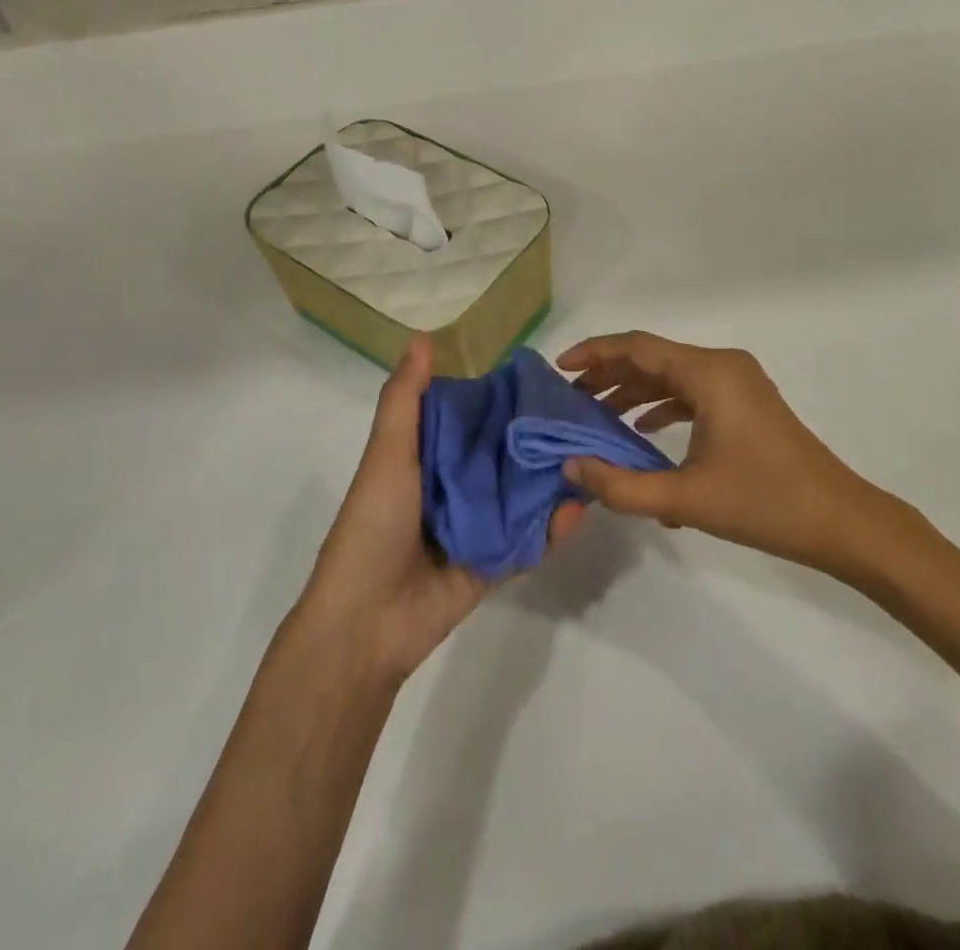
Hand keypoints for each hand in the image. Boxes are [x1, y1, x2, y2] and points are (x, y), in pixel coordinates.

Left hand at [296, 334, 584, 682]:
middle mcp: (455, 486)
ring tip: (593, 452)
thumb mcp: (387, 453)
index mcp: (427, 457)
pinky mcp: (494, 562)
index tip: (542, 375)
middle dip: (537, 437)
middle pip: (503, 454)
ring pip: (522, 495)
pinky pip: (529, 540)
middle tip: (583, 412)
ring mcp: (477, 526)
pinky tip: (580, 506)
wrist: (365, 622)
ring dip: (553, 479)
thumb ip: (406, 399)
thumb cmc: (373, 524)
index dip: (502, 396)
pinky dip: (553, 527)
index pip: (472, 417)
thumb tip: (422, 337)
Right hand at [559, 331, 930, 580]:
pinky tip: (641, 431)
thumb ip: (621, 484)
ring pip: (671, 376)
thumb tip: (571, 468)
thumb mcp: (686, 498)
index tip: (558, 369)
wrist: (843, 522)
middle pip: (652, 357)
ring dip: (633, 391)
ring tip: (595, 414)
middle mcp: (722, 365)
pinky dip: (662, 405)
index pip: (636, 347)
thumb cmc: (765, 503)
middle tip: (570, 399)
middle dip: (608, 374)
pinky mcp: (746, 404)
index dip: (593, 353)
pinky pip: (692, 392)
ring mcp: (738, 383)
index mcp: (708, 372)